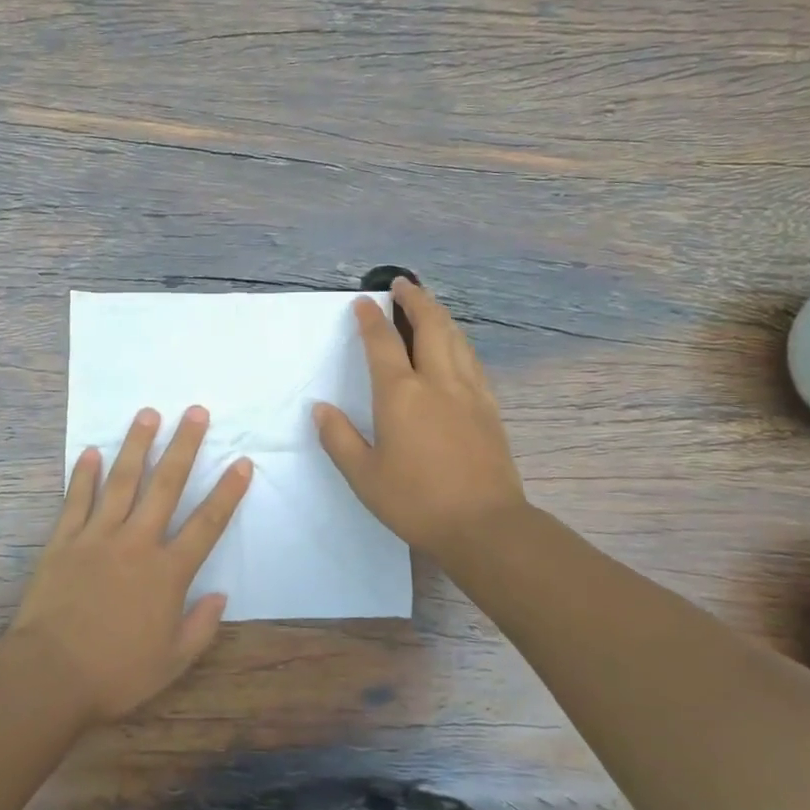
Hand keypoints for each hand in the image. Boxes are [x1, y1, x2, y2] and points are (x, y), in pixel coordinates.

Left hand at [12, 405, 251, 723]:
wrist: (50, 675)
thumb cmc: (116, 673)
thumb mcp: (172, 662)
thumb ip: (201, 627)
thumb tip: (221, 595)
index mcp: (167, 572)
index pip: (206, 524)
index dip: (227, 492)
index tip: (242, 462)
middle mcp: (137, 543)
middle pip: (166, 486)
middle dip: (184, 446)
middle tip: (195, 412)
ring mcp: (97, 536)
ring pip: (122, 481)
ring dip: (136, 445)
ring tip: (148, 414)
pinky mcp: (63, 541)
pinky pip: (76, 500)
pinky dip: (83, 475)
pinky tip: (90, 451)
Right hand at [314, 277, 526, 567]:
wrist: (485, 525)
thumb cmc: (416, 501)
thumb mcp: (364, 476)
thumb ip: (339, 438)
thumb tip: (320, 409)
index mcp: (400, 395)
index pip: (383, 343)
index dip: (371, 319)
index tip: (364, 301)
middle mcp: (437, 382)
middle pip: (430, 325)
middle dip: (415, 300)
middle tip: (403, 284)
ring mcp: (469, 392)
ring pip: (456, 338)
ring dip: (439, 315)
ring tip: (428, 306)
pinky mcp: (489, 407)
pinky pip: (472, 360)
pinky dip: (459, 341)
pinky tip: (456, 347)